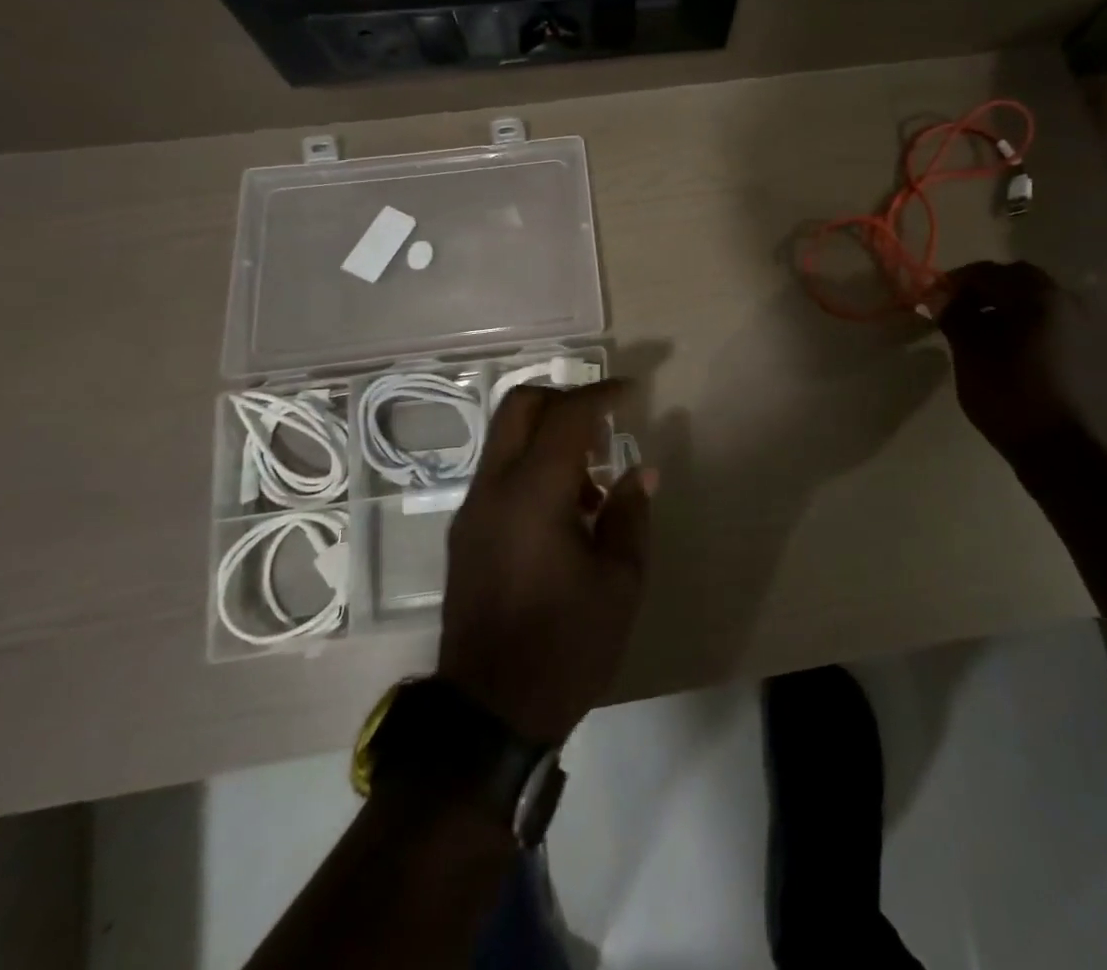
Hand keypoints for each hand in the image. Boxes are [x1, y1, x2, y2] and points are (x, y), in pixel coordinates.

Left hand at [437, 380, 653, 744]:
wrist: (489, 714)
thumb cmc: (566, 646)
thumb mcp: (619, 583)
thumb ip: (630, 515)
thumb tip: (641, 472)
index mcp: (534, 494)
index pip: (567, 416)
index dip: (602, 394)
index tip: (632, 392)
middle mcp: (494, 489)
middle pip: (519, 407)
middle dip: (563, 398)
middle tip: (602, 422)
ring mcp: (473, 510)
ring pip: (506, 439)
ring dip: (548, 436)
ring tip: (592, 482)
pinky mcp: (466, 533)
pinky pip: (500, 474)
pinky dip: (533, 467)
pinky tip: (565, 511)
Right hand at [933, 261, 1079, 456]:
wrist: (1055, 445)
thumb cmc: (1007, 392)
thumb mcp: (970, 350)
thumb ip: (954, 315)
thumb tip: (939, 296)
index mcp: (1036, 295)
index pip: (988, 272)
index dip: (956, 281)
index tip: (934, 297)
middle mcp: (1064, 300)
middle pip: (1016, 279)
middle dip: (983, 288)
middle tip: (956, 308)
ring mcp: (1078, 324)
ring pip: (1033, 299)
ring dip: (1004, 304)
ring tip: (978, 328)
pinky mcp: (1082, 347)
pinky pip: (1045, 319)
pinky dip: (1022, 320)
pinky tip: (1003, 344)